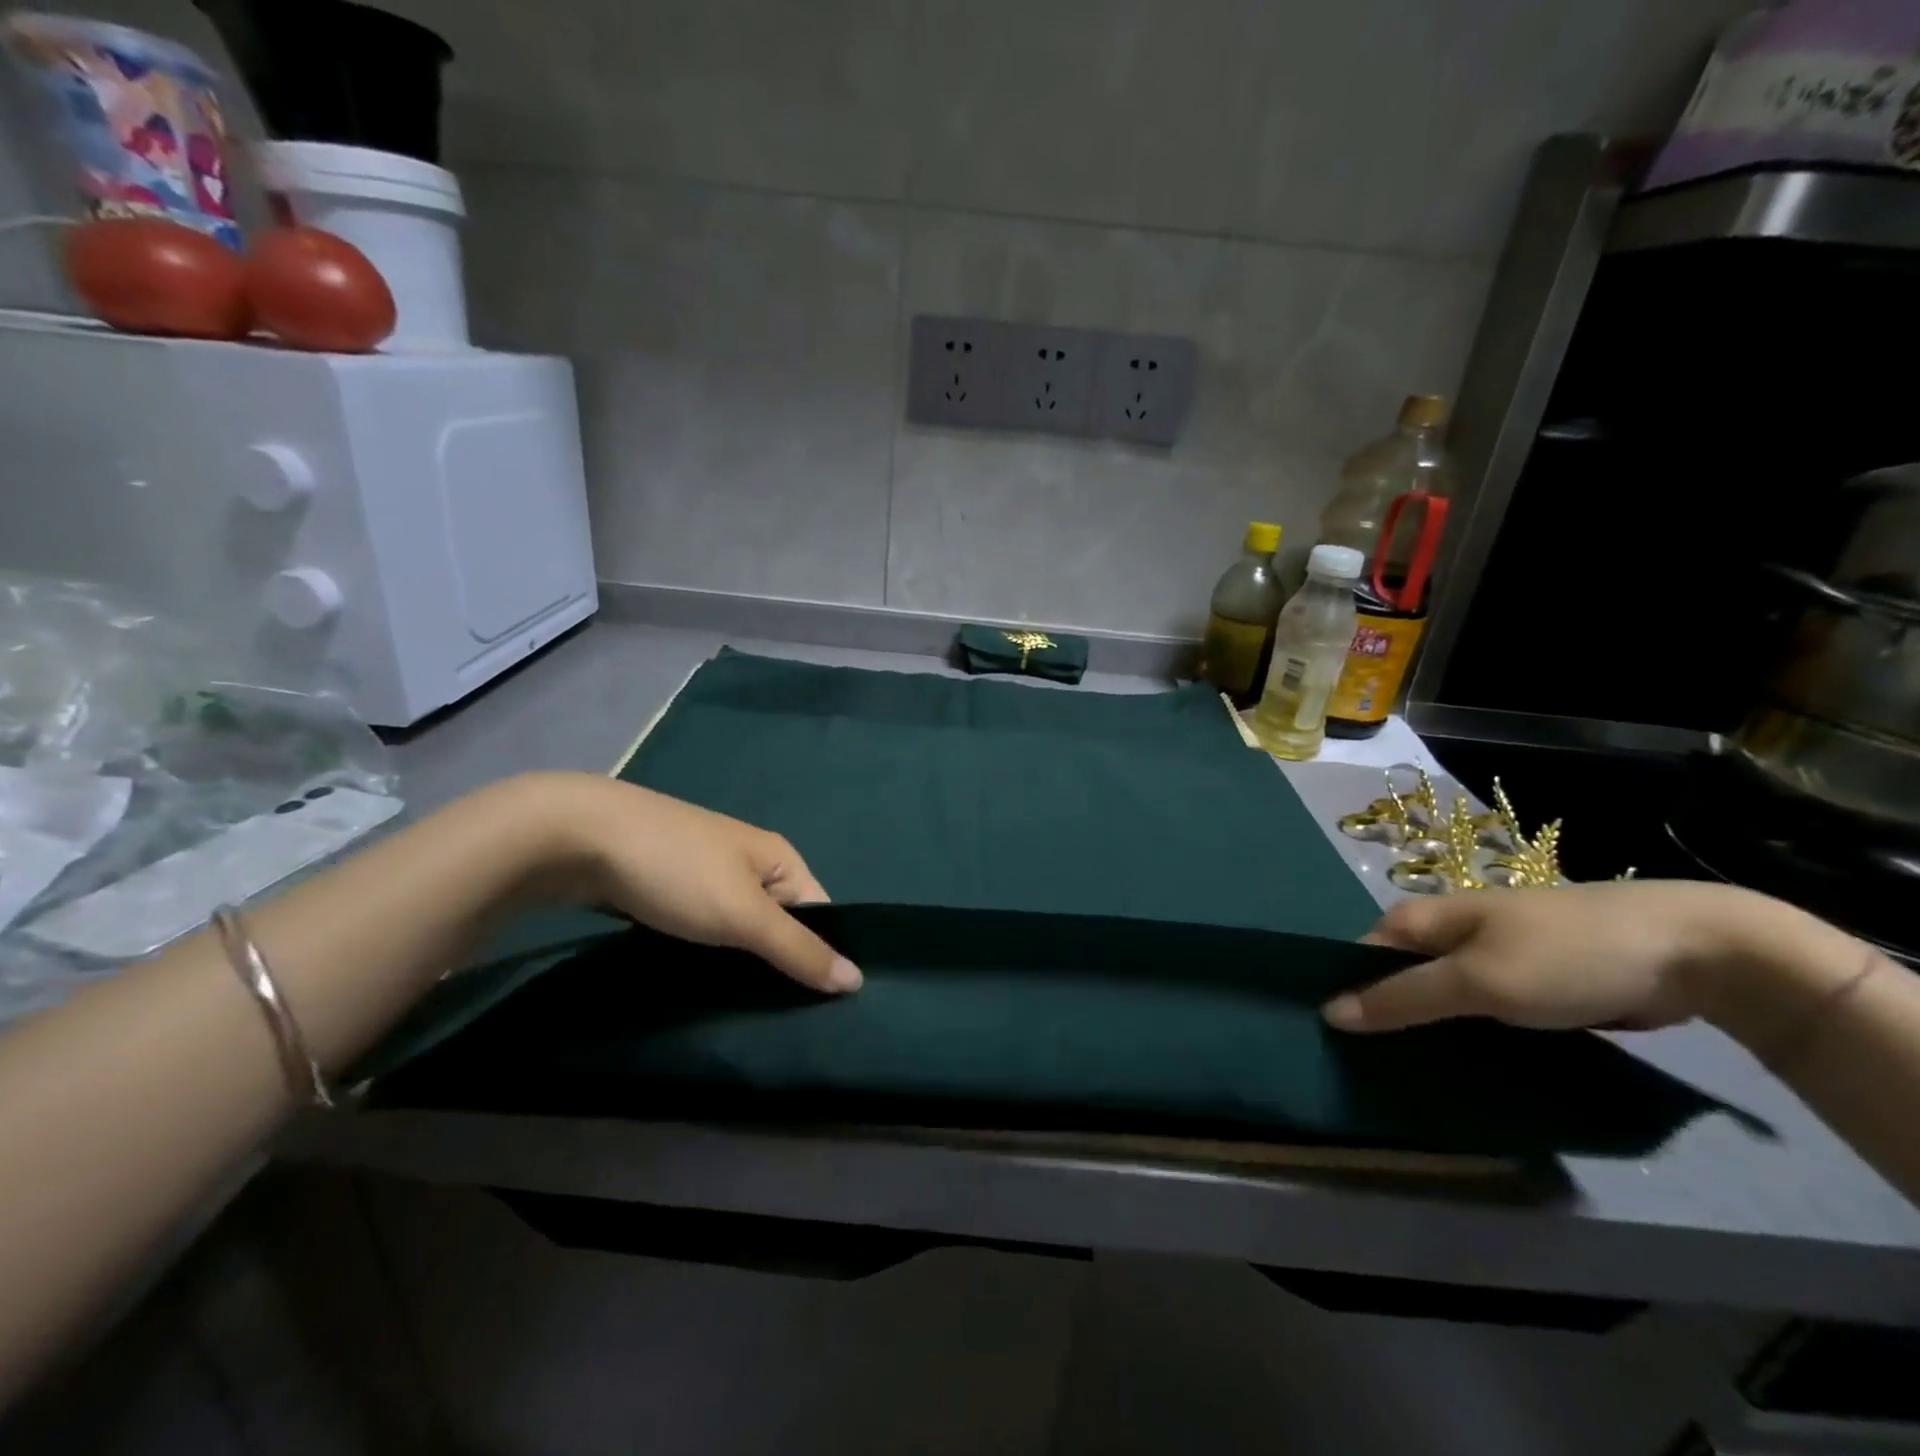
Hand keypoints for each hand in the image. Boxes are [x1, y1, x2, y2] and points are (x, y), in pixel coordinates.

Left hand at [532, 774, 860, 994]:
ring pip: (737, 931)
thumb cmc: (677, 870)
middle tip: (776, 1023)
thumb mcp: (744, 914)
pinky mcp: (667, 890)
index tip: (818, 1012)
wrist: (578, 837)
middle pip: (779, 924)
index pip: (820, 914)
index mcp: (779, 859)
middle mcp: (749, 864)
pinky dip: (703, 958)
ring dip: (738, 966)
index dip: (822, 957)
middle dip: (777, 968)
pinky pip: (701, 931)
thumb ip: (799, 949)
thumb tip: (858, 980)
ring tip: (739, 1015)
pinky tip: (698, 986)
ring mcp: (705, 875)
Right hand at [1321, 881, 1768, 1034]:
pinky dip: (1468, 1041)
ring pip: (1439, 1002)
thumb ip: (1403, 997)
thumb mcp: (1478, 980)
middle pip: (1397, 980)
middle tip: (1370, 1072)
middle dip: (1384, 1020)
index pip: (1360, 957)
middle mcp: (1447, 936)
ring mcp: (1489, 960)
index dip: (1345, 994)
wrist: (1691, 951)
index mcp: (1422, 920)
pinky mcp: (1527, 987)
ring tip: (1410, 1081)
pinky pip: (1479, 1016)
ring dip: (1427, 1035)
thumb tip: (1329, 1013)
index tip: (1333, 1044)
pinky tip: (1464, 1073)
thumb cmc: (1565, 955)